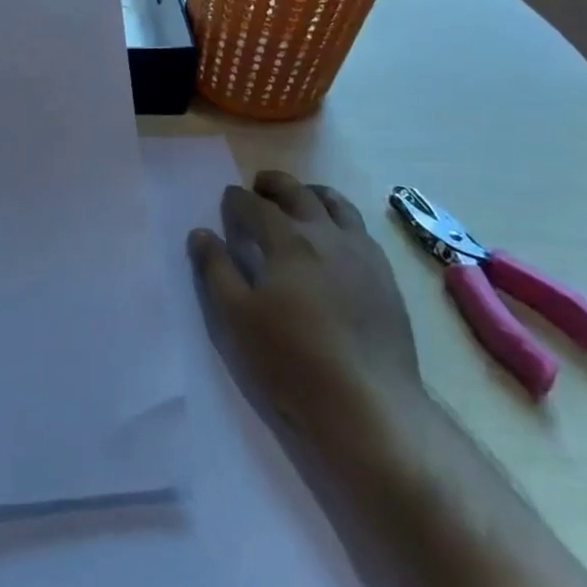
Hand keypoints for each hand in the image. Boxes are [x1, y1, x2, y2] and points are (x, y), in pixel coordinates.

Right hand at [189, 171, 424, 457]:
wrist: (368, 402)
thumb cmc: (291, 359)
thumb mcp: (236, 317)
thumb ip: (216, 270)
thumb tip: (200, 233)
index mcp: (288, 241)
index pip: (256, 206)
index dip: (237, 199)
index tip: (227, 198)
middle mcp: (327, 236)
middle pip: (299, 193)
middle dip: (275, 184)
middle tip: (259, 185)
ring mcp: (362, 254)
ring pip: (337, 205)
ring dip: (312, 194)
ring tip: (301, 199)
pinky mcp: (385, 277)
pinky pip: (360, 230)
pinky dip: (340, 219)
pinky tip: (336, 237)